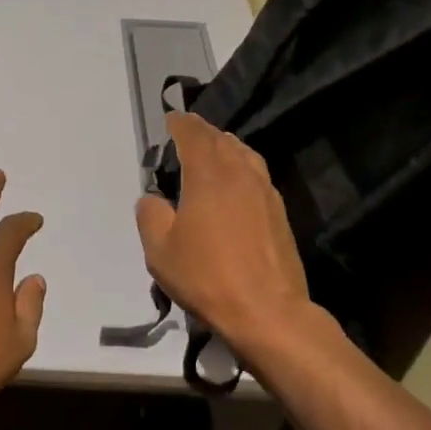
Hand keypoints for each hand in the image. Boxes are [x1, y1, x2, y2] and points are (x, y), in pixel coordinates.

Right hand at [135, 114, 316, 358]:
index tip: (171, 118)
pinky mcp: (279, 213)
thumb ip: (151, 215)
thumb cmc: (207, 277)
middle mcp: (240, 174)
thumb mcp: (160, 250)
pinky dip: (242, 166)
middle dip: (202, 132)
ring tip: (213, 150)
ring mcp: (265, 192)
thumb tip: (153, 199)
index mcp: (208, 176)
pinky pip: (257, 174)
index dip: (180, 124)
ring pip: (244, 154)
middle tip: (187, 131)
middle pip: (221, 140)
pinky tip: (236, 183)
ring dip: (225, 146)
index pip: (194, 136)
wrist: (267, 311)